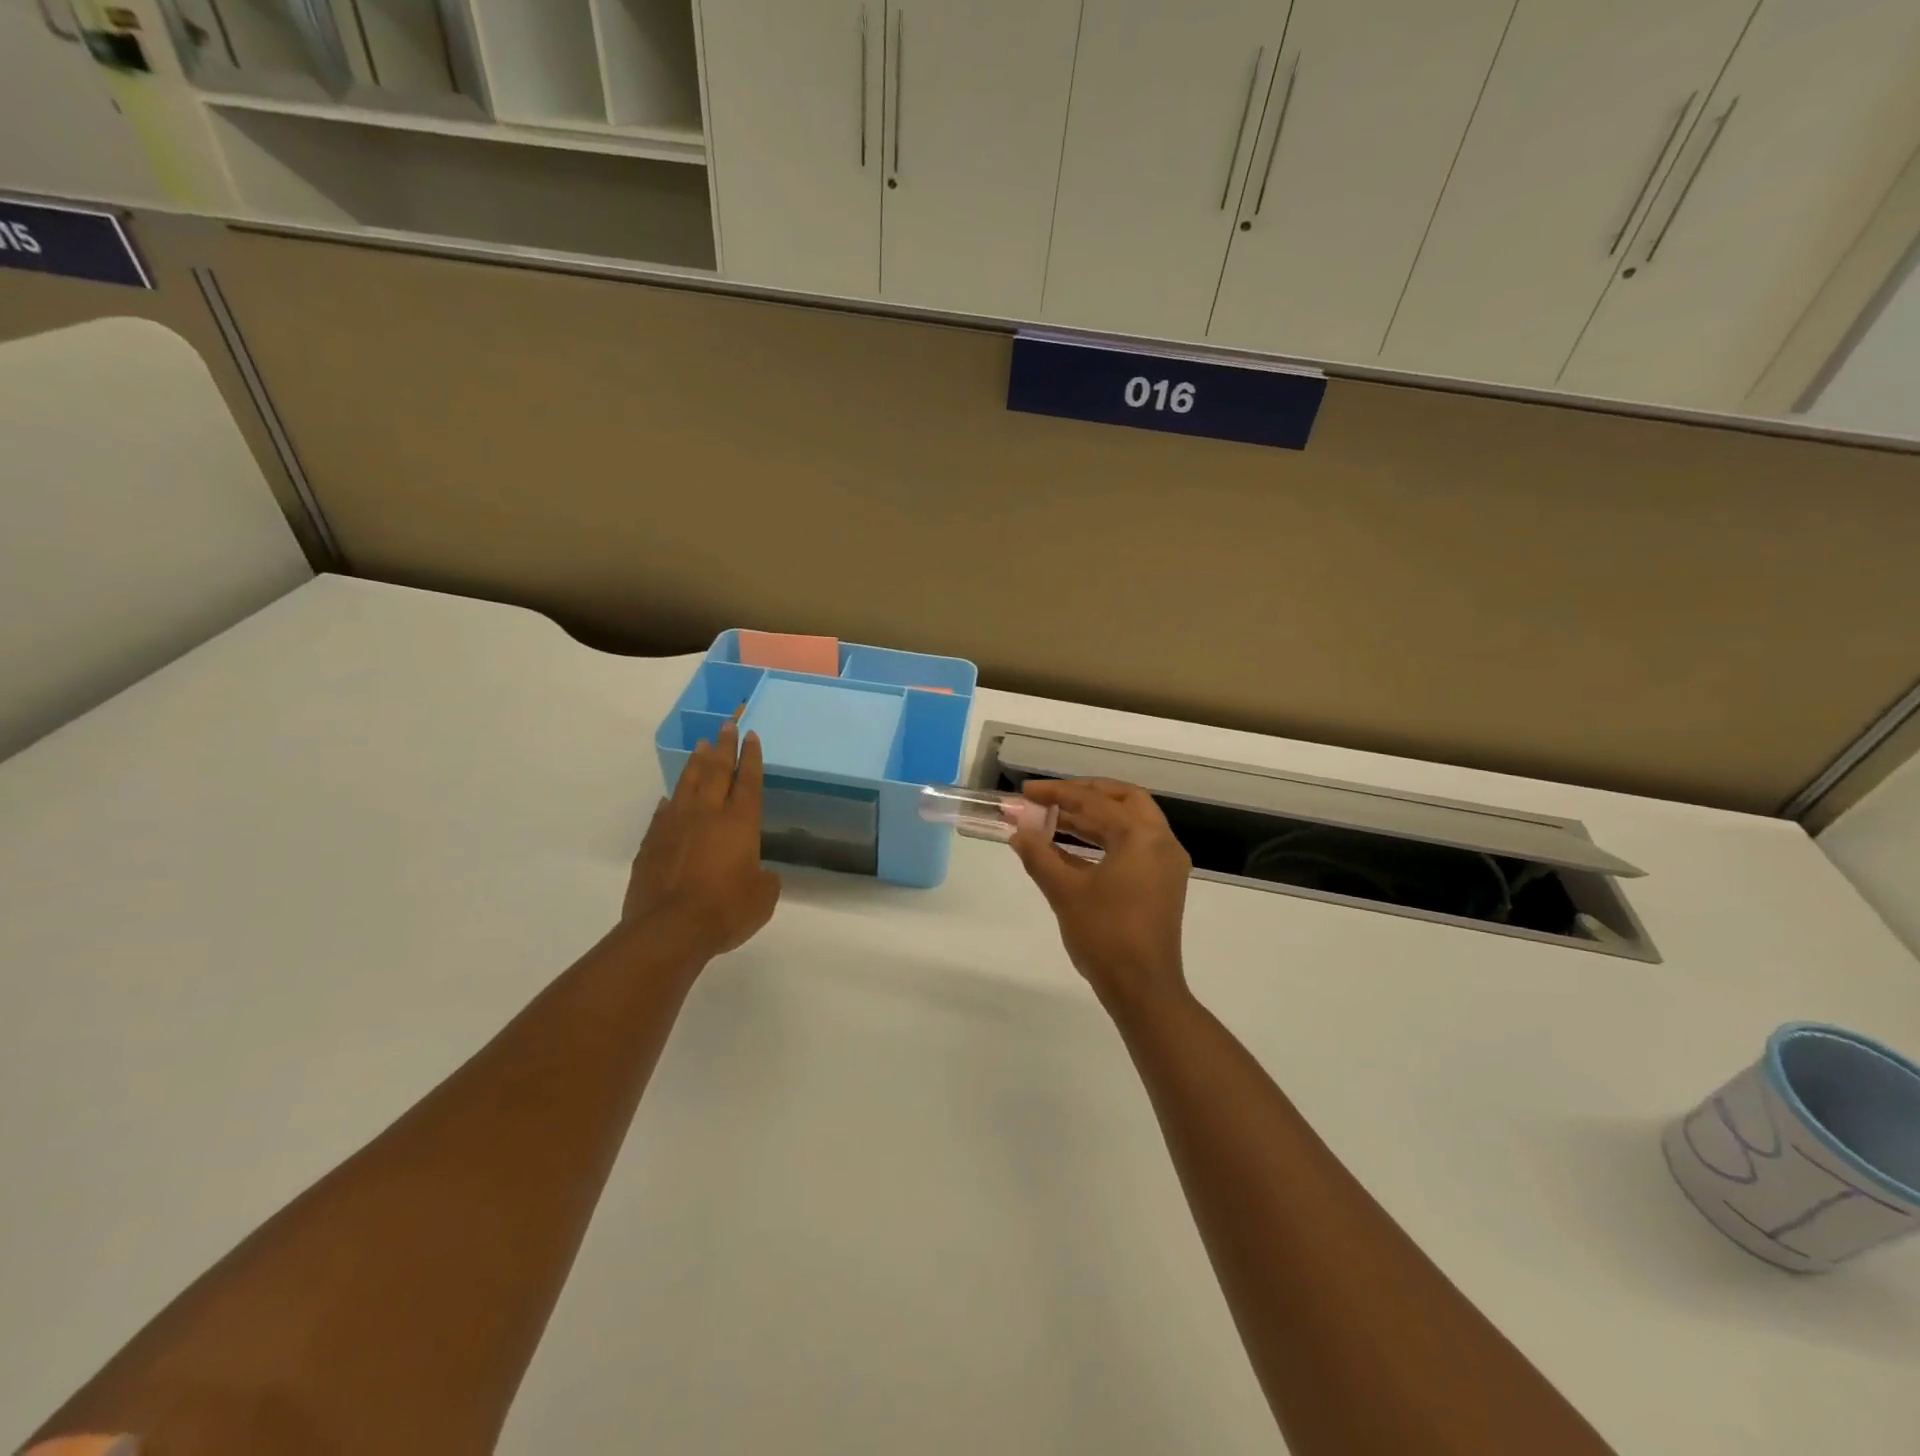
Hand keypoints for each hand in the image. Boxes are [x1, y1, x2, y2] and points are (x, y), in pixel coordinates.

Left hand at [625, 722, 780, 961]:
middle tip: (727, 725)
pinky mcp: (652, 843)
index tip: (751, 735)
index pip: (748, 781)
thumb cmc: (726, 910)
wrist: (669, 929)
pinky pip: (663, 812)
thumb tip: (759, 874)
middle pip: (717, 771)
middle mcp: (708, 815)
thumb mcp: (762, 898)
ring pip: (688, 784)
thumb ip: (764, 880)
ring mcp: (675, 825)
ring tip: (701, 745)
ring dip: (696, 763)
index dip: (751, 757)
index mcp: (740, 823)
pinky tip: (671, 796)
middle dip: (724, 746)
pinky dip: (671, 800)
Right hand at [1010, 779, 1191, 1009]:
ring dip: (1092, 817)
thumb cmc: (1105, 936)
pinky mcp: (1162, 883)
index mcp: (1142, 836)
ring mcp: (1165, 863)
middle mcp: (1161, 841)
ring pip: (1129, 822)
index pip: (1095, 801)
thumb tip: (1018, 833)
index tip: (1026, 792)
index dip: (1057, 794)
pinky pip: (1132, 846)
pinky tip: (1070, 848)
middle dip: (1084, 794)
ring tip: (1053, 819)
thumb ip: (1039, 855)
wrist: (1143, 990)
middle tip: (1051, 798)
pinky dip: (1104, 839)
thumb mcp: (1065, 892)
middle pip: (1123, 799)